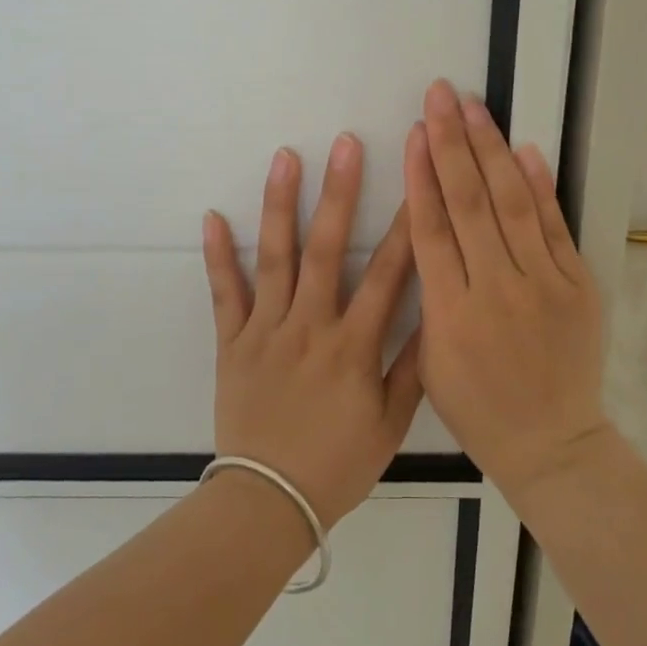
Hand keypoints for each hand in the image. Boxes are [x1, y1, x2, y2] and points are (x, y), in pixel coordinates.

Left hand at [202, 134, 420, 527]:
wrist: (268, 501)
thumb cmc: (337, 464)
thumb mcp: (389, 424)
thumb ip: (411, 367)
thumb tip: (433, 315)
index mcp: (353, 346)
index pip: (386, 275)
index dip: (405, 225)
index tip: (416, 181)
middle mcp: (310, 327)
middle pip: (326, 249)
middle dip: (339, 192)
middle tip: (345, 143)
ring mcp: (266, 330)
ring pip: (275, 258)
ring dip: (280, 205)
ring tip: (285, 158)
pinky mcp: (232, 342)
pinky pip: (224, 293)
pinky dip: (218, 255)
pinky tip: (213, 215)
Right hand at [403, 80, 611, 501]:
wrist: (551, 443)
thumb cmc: (478, 409)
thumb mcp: (430, 361)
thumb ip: (428, 295)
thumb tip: (429, 232)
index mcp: (450, 314)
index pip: (431, 229)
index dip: (422, 175)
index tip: (415, 131)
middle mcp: (496, 290)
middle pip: (469, 203)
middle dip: (451, 143)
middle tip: (440, 95)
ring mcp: (543, 285)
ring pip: (512, 204)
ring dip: (491, 150)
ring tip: (474, 107)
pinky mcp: (577, 286)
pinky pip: (555, 227)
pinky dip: (540, 186)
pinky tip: (525, 150)